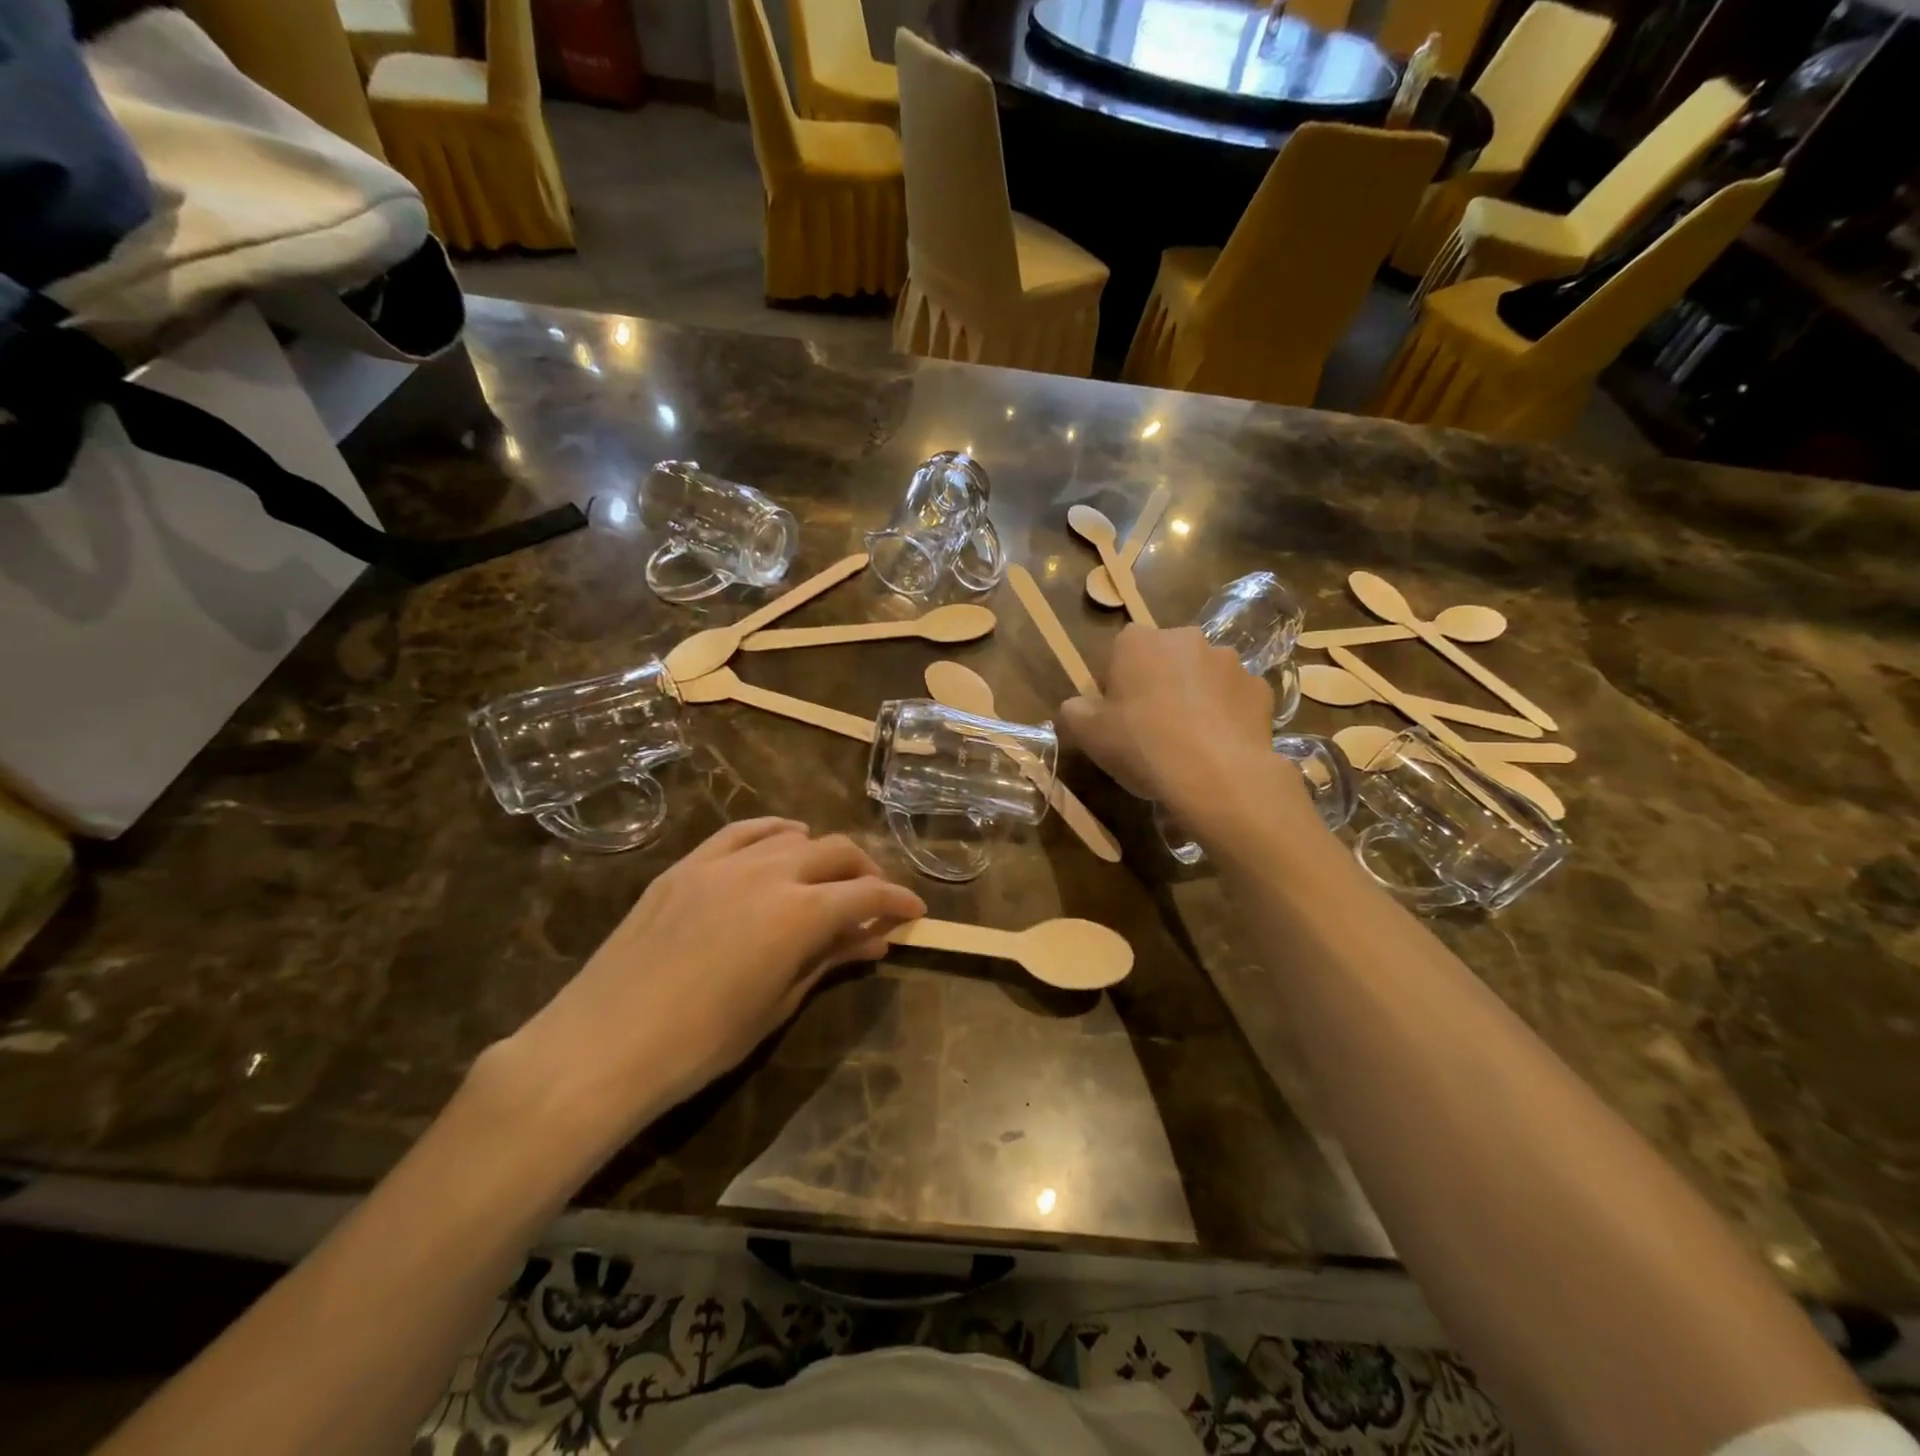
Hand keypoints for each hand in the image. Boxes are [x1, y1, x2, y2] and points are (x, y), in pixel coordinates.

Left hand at [501, 819, 925, 1135]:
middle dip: (866, 871)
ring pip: (792, 836)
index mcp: (799, 913)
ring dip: (822, 852)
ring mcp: (724, 862)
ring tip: (828, 875)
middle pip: (836, 852)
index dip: (897, 901)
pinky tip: (783, 842)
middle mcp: (769, 873)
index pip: (866, 894)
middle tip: (875, 898)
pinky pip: (742, 832)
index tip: (915, 911)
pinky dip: (773, 833)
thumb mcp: (778, 1004)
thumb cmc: (702, 1042)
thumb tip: (875, 939)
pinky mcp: (688, 864)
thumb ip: (829, 959)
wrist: (603, 1044)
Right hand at [1061, 626, 1309, 832]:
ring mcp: (1229, 661)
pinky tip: (1218, 746)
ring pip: (1202, 677)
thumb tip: (1077, 706)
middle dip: (1157, 685)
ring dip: (1194, 697)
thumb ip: (1073, 711)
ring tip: (1189, 741)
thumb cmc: (1141, 744)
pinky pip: (1234, 699)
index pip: (1118, 654)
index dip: (1114, 686)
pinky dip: (1226, 715)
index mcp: (1137, 641)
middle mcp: (1185, 639)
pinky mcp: (1260, 689)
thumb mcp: (1086, 734)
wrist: (1216, 775)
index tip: (1115, 717)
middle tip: (1150, 728)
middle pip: (1163, 660)